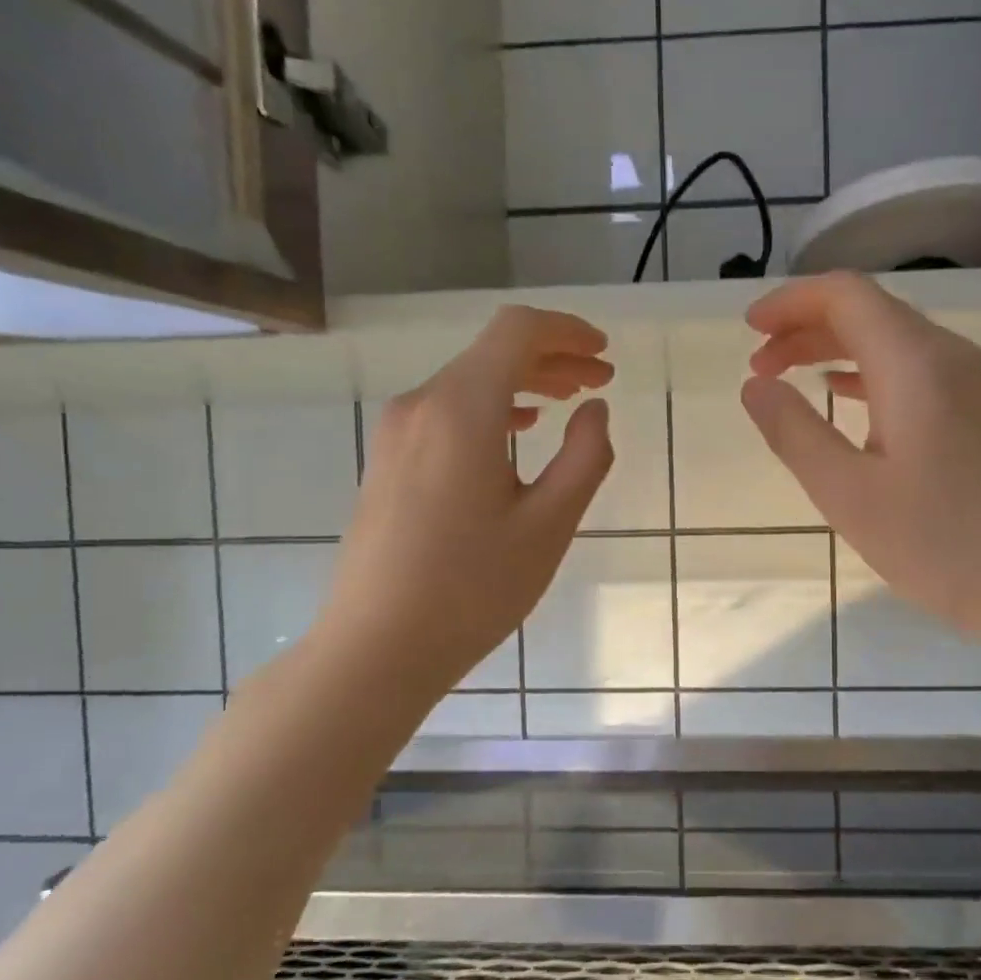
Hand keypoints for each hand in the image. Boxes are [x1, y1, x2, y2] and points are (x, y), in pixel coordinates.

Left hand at [313, 305, 614, 691]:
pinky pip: (446, 413)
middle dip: (552, 358)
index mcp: (460, 410)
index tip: (604, 354)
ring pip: (468, 383)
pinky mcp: (387, 461)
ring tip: (567, 404)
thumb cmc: (472, 590)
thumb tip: (595, 410)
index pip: (516, 332)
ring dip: (522, 384)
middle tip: (600, 381)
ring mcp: (396, 433)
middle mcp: (420, 405)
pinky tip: (516, 432)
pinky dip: (491, 409)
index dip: (567, 331)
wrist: (376, 647)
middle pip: (492, 353)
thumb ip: (584, 457)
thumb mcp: (548, 526)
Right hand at [740, 273, 980, 653]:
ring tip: (788, 377)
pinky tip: (845, 398)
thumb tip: (754, 386)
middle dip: (806, 327)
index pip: (845, 295)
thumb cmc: (944, 543)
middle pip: (869, 312)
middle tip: (759, 364)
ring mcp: (973, 385)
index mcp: (915, 363)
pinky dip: (867, 374)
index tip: (748, 330)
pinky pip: (914, 371)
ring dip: (834, 349)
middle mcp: (948, 357)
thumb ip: (794, 433)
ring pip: (892, 341)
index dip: (790, 302)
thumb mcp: (849, 494)